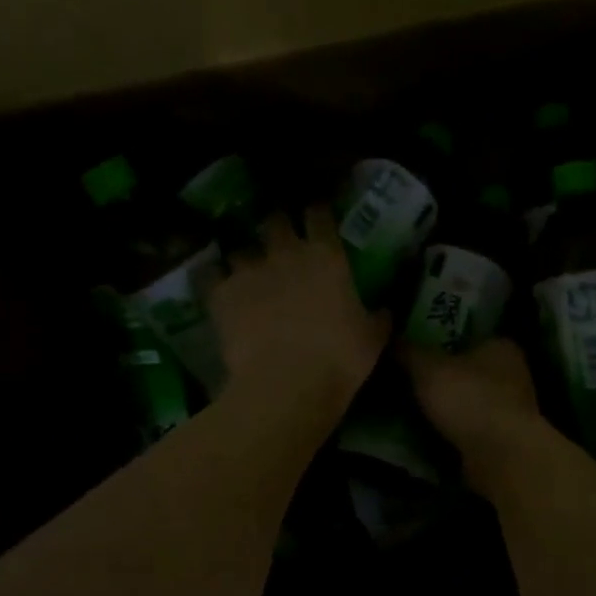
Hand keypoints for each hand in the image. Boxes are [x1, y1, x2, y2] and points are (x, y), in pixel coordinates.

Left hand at [210, 207, 388, 420]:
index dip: (317, 211)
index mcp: (327, 257)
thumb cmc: (340, 359)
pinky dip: (214, 279)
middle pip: (275, 221)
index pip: (319, 216)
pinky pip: (210, 275)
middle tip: (278, 238)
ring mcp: (250, 271)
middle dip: (276, 226)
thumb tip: (386, 310)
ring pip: (240, 248)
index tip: (316, 213)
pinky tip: (216, 287)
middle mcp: (286, 253)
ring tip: (246, 270)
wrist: (287, 383)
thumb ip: (377, 317)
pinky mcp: (220, 294)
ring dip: (245, 256)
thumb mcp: (372, 338)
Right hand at [399, 337, 546, 496]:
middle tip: (409, 381)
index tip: (417, 351)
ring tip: (414, 410)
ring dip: (450, 408)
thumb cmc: (469, 399)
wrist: (501, 457)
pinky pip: (473, 429)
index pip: (469, 335)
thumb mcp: (427, 368)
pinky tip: (432, 436)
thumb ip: (408, 350)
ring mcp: (513, 409)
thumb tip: (390, 337)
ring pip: (472, 401)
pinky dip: (456, 432)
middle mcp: (514, 373)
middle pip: (470, 370)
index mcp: (501, 346)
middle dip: (445, 377)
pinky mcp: (507, 440)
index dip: (442, 341)